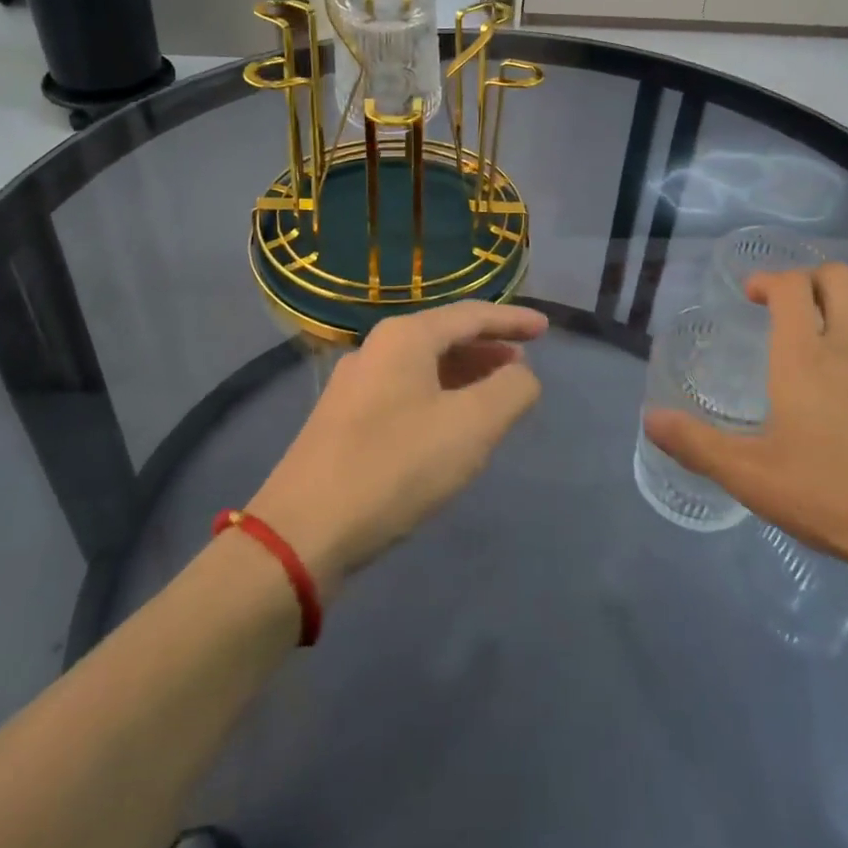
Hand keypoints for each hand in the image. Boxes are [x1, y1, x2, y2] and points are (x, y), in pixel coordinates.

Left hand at [248, 301, 547, 598]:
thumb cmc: (395, 467)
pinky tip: (448, 426)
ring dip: (463, 375)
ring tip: (493, 394)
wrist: (302, 532)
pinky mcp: (342, 421)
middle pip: (443, 336)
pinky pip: (404, 392)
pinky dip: (438, 396)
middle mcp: (375, 349)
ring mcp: (353, 385)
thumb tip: (522, 375)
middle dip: (486, 348)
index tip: (545, 328)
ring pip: (422, 367)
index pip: (471, 315)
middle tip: (522, 364)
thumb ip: (510, 391)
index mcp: (405, 337)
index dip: (512, 320)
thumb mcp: (471, 427)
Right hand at [645, 264, 847, 587]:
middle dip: (817, 277)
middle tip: (803, 301)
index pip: (789, 288)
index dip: (770, 278)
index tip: (756, 293)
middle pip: (840, 278)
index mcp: (804, 358)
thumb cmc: (835, 497)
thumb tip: (649, 417)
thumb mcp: (750, 477)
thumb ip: (696, 444)